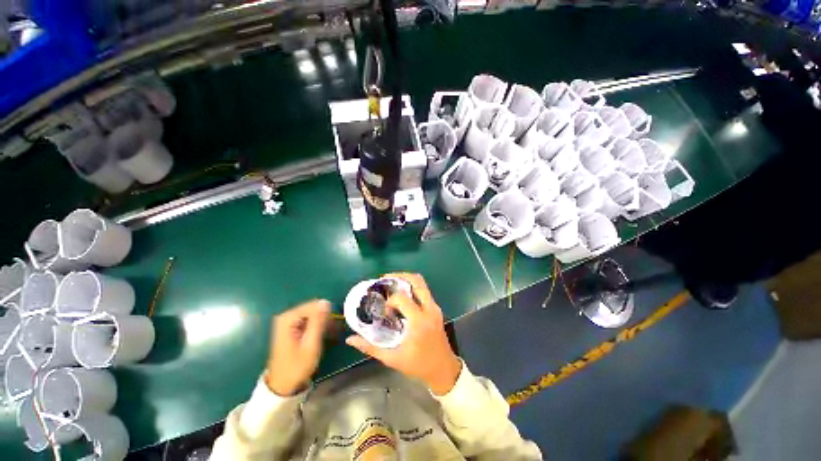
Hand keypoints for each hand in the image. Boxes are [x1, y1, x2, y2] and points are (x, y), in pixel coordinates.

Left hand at [265, 299, 330, 396]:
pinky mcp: (290, 326)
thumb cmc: (297, 367)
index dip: (325, 313)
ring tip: (329, 334)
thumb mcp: (311, 344)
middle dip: (324, 318)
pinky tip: (322, 335)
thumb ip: (318, 321)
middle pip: (313, 308)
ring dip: (322, 322)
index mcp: (288, 318)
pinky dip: (317, 325)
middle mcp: (286, 316)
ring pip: (313, 313)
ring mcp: (287, 321)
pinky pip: (309, 319)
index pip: (314, 305)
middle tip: (332, 331)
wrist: (282, 385)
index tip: (333, 325)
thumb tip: (326, 302)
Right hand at [346, 273, 461, 395]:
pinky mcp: (436, 308)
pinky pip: (424, 291)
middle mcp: (429, 309)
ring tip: (392, 285)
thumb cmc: (418, 365)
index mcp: (418, 321)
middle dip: (400, 276)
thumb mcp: (393, 359)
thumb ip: (371, 348)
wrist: (444, 369)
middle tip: (385, 279)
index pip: (402, 299)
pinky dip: (412, 288)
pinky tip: (402, 296)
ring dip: (406, 280)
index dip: (390, 301)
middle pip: (417, 281)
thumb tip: (350, 339)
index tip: (385, 311)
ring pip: (422, 284)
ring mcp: (435, 307)